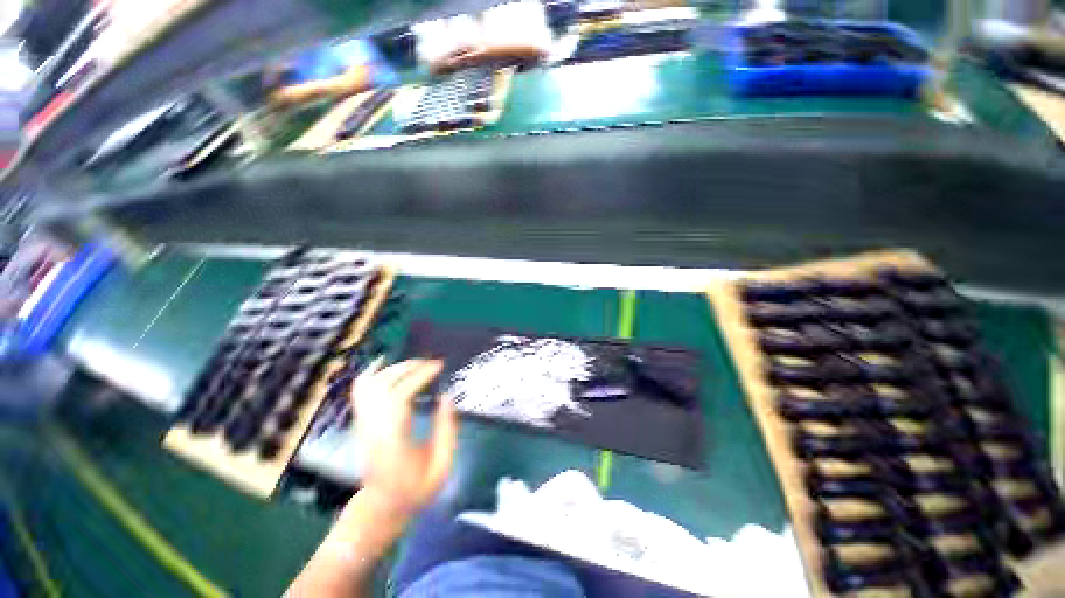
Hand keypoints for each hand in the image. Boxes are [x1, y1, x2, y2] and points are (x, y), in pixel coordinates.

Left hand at [350, 359, 457, 518]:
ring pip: (369, 384)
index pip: (399, 397)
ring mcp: (363, 424)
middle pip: (382, 385)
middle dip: (408, 367)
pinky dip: (370, 373)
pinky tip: (383, 363)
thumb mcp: (441, 467)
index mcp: (394, 440)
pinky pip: (358, 391)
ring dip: (393, 368)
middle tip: (431, 363)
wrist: (381, 506)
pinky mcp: (360, 422)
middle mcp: (373, 428)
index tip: (439, 366)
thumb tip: (447, 397)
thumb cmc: (415, 489)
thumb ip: (447, 431)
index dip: (419, 376)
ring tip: (415, 364)